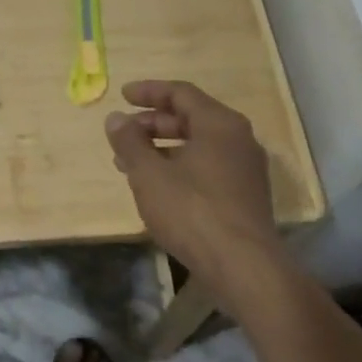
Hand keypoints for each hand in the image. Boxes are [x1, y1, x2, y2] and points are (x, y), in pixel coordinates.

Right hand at [105, 80, 287, 315]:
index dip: (149, 92)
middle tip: (124, 133)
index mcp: (219, 123)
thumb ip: (130, 142)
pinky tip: (157, 188)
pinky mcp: (245, 197)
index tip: (122, 96)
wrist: (245, 269)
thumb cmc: (193, 211)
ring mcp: (245, 170)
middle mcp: (238, 139)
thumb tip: (116, 119)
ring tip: (130, 164)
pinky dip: (179, 168)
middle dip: (152, 123)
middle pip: (191, 118)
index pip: (181, 93)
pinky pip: (207, 168)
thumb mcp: (149, 174)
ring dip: (162, 149)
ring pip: (197, 146)